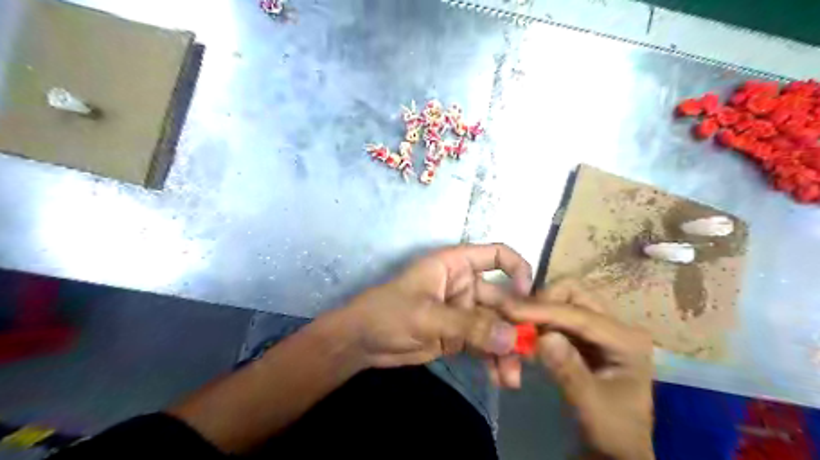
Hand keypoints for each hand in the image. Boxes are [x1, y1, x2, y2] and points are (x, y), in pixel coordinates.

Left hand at [334, 243, 532, 370]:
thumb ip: (469, 326)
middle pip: (502, 298)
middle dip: (516, 324)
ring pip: (496, 326)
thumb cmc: (388, 312)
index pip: (496, 255)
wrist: (362, 342)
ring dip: (508, 349)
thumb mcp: (427, 315)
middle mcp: (464, 285)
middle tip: (532, 352)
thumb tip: (512, 339)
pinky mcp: (459, 335)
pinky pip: (485, 345)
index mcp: (455, 265)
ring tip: (513, 377)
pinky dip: (494, 360)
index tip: (527, 297)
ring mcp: (463, 312)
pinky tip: (502, 378)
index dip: (517, 269)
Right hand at [504, 279, 658, 458]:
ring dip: (539, 310)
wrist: (617, 448)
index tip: (510, 310)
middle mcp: (616, 326)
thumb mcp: (591, 406)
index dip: (544, 310)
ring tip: (519, 328)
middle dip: (543, 302)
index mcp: (627, 340)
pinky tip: (526, 334)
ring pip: (563, 301)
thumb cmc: (611, 431)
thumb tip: (545, 336)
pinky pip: (557, 316)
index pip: (581, 315)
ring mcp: (600, 328)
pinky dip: (539, 320)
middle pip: (574, 294)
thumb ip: (568, 371)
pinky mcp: (584, 335)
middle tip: (517, 319)